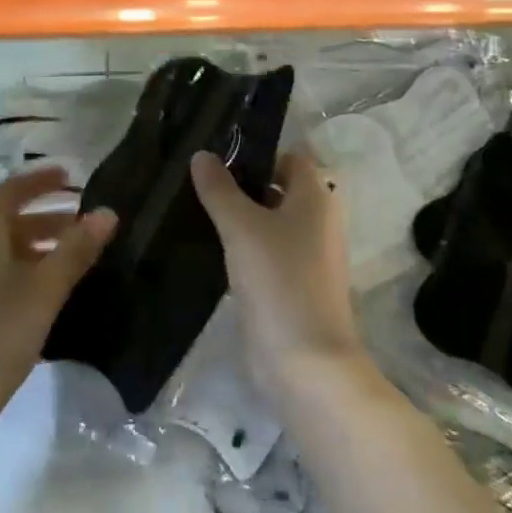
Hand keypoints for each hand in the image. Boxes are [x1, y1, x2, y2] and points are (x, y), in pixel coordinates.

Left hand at [0, 166, 116, 438]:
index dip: (40, 180)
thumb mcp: (43, 290)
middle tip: (86, 219)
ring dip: (43, 244)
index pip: (11, 192)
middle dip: (49, 214)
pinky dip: (33, 271)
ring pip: (10, 251)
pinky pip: (7, 276)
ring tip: (80, 255)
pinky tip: (57, 293)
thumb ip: (76, 250)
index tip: (72, 176)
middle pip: (11, 220)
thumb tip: (108, 212)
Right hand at [190, 149, 367, 401]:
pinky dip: (243, 246)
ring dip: (239, 216)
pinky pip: (265, 252)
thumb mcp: (242, 227)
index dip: (257, 151)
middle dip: (241, 183)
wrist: (305, 362)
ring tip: (194, 207)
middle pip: (278, 188)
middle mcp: (318, 221)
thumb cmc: (279, 281)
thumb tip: (202, 155)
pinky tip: (209, 247)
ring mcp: (307, 256)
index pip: (289, 157)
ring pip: (269, 222)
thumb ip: (220, 190)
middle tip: (196, 178)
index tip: (216, 151)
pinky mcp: (292, 285)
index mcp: (316, 198)